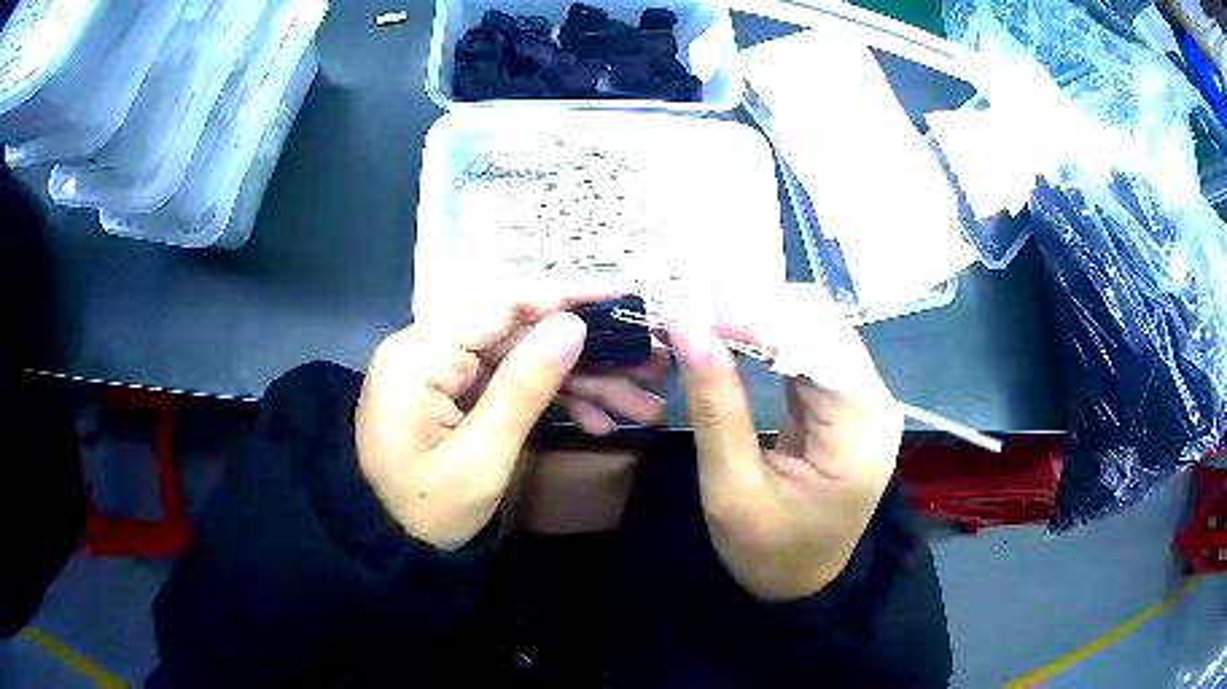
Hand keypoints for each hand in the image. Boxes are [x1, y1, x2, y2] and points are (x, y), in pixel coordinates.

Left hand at [356, 281, 663, 549]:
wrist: (389, 545)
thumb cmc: (426, 514)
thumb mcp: (481, 459)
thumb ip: (524, 389)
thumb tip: (572, 325)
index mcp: (419, 355)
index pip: (502, 303)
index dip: (568, 294)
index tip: (628, 292)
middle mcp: (427, 348)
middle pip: (519, 330)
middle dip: (588, 351)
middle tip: (649, 363)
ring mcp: (441, 370)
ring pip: (523, 357)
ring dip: (581, 381)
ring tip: (639, 405)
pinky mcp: (453, 391)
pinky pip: (510, 382)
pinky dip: (554, 400)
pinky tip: (599, 422)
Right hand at [670, 293, 901, 600]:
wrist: (801, 583)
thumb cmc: (769, 551)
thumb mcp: (732, 491)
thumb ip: (716, 409)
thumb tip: (688, 330)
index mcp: (860, 429)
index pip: (815, 345)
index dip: (756, 320)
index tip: (694, 315)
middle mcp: (874, 402)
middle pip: (824, 325)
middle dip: (759, 309)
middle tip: (697, 310)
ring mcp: (864, 400)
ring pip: (818, 329)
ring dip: (763, 318)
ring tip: (709, 316)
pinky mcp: (847, 403)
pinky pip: (813, 351)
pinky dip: (772, 337)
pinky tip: (735, 334)